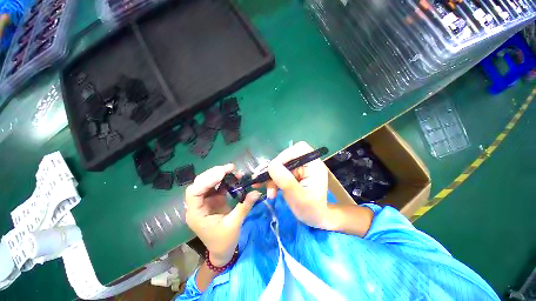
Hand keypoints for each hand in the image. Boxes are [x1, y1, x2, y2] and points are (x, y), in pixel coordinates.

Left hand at [185, 164, 260, 265]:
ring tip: (232, 169)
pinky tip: (234, 176)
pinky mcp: (213, 200)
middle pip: (200, 183)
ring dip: (220, 174)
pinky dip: (225, 180)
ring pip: (208, 182)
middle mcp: (197, 205)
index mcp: (196, 214)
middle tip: (229, 168)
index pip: (194, 192)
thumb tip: (256, 192)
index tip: (222, 174)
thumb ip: (245, 206)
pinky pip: (217, 186)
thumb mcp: (234, 224)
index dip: (207, 181)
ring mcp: (205, 201)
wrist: (222, 251)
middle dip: (214, 173)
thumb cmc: (224, 241)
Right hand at [265, 141, 332, 229]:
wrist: (314, 219)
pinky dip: (271, 180)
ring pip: (280, 165)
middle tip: (263, 181)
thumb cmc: (311, 210)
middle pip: (286, 157)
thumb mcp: (298, 198)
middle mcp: (306, 163)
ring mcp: (298, 168)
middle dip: (274, 170)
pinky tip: (266, 189)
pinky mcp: (292, 174)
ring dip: (270, 177)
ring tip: (268, 192)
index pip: (299, 149)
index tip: (273, 169)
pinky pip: (278, 172)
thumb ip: (286, 181)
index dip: (285, 155)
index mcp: (314, 165)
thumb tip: (272, 165)